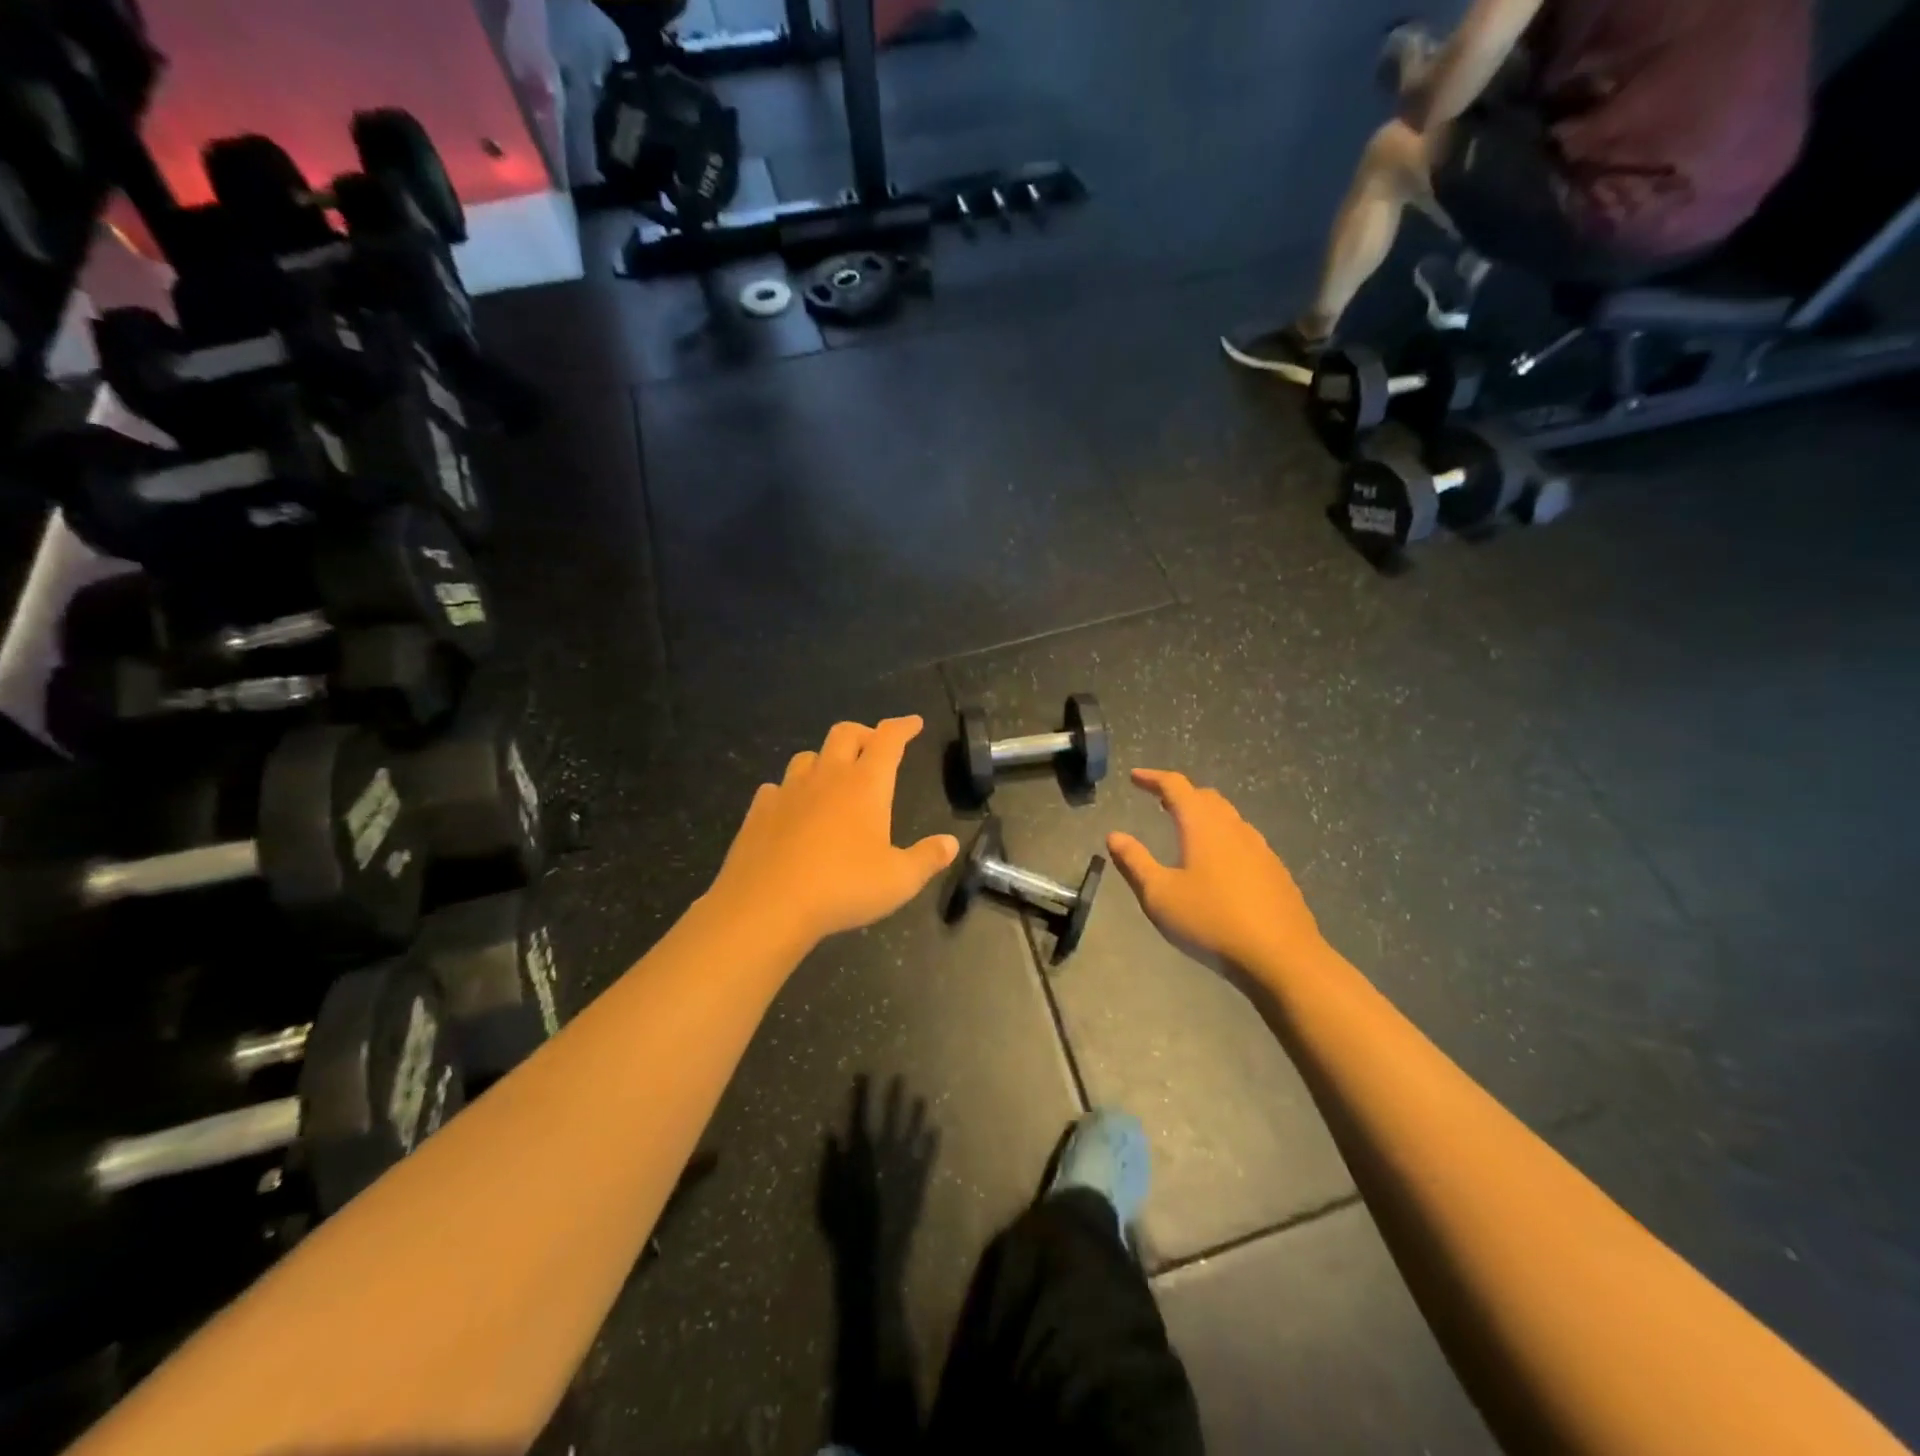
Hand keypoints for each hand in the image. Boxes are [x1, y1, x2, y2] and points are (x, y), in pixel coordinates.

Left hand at [705, 717, 958, 946]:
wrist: (767, 904)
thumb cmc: (843, 887)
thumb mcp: (899, 880)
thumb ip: (927, 858)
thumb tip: (950, 843)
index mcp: (866, 785)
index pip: (888, 740)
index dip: (902, 727)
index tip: (913, 723)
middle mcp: (827, 777)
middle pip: (845, 733)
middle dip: (864, 733)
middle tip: (875, 746)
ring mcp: (789, 790)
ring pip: (808, 756)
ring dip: (825, 758)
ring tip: (834, 776)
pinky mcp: (760, 810)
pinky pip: (777, 787)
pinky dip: (790, 790)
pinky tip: (793, 808)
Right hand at [1106, 769, 1327, 984]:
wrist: (1281, 957)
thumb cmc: (1211, 921)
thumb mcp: (1160, 895)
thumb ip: (1135, 862)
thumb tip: (1114, 835)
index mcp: (1202, 825)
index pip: (1176, 786)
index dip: (1153, 778)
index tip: (1135, 777)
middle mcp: (1233, 827)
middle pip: (1206, 797)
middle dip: (1180, 794)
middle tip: (1159, 800)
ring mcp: (1260, 848)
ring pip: (1228, 817)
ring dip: (1204, 814)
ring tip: (1187, 828)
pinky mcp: (1275, 870)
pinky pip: (1244, 840)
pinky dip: (1223, 837)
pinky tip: (1219, 862)